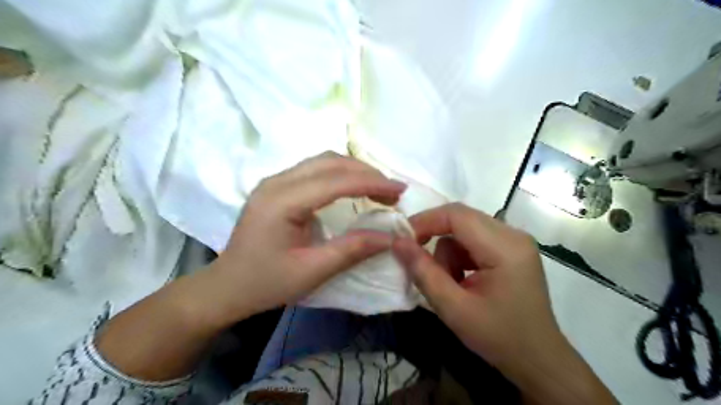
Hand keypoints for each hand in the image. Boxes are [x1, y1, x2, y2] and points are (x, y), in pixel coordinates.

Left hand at [207, 152, 404, 322]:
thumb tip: (390, 237)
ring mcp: (274, 181)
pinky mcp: (277, 186)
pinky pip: (314, 169)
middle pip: (330, 162)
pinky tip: (353, 187)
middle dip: (366, 173)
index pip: (335, 181)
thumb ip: (352, 250)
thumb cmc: (266, 283)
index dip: (371, 182)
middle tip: (392, 192)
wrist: (227, 286)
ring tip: (378, 188)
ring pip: (322, 161)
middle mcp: (276, 182)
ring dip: (354, 170)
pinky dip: (340, 174)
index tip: (400, 189)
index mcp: (281, 201)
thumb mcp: (312, 271)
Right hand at [392, 200, 552, 366]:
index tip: (402, 240)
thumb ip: (423, 272)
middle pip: (461, 218)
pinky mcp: (511, 248)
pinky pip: (474, 239)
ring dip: (448, 252)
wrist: (538, 359)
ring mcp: (514, 240)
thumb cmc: (499, 337)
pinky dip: (460, 256)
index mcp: (505, 247)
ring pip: (464, 229)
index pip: (457, 215)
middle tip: (417, 261)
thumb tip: (397, 242)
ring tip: (452, 284)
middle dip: (434, 236)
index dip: (424, 221)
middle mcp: (513, 234)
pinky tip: (464, 281)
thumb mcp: (453, 308)